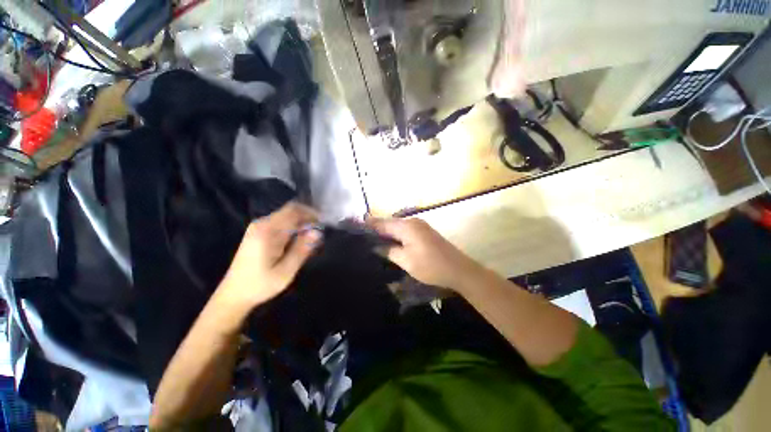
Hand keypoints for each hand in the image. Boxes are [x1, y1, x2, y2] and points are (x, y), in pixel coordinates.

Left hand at [217, 202, 321, 310]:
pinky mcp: (259, 233)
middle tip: (320, 231)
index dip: (311, 213)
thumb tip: (317, 232)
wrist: (233, 295)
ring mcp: (259, 227)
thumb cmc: (260, 285)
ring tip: (313, 237)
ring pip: (287, 217)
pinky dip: (294, 228)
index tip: (324, 222)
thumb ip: (302, 250)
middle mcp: (262, 224)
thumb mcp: (285, 271)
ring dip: (302, 223)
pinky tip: (300, 240)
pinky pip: (281, 223)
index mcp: (267, 231)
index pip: (293, 210)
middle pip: (290, 211)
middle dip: (308, 218)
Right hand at [367, 218, 481, 290]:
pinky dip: (395, 235)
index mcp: (406, 226)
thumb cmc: (431, 266)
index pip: (382, 223)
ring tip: (372, 240)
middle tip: (361, 237)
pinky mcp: (424, 232)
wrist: (459, 270)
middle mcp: (412, 222)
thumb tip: (376, 246)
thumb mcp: (406, 261)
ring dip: (385, 232)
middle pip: (389, 223)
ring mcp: (420, 226)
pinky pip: (404, 230)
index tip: (354, 227)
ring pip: (397, 226)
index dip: (368, 225)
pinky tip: (389, 242)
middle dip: (376, 228)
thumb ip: (389, 251)